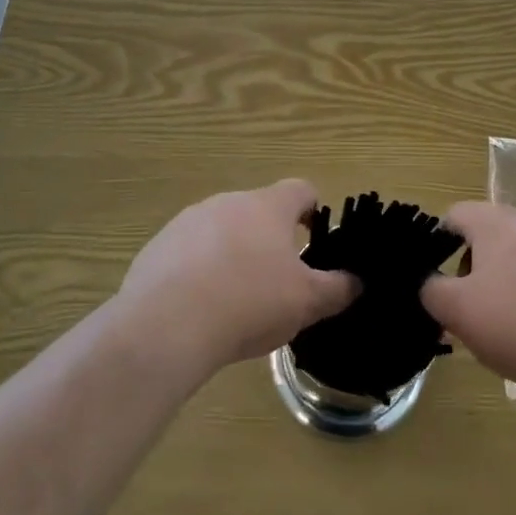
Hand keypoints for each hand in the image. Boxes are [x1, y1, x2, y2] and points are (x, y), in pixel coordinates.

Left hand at [115, 179, 357, 376]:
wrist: (166, 324)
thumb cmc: (250, 302)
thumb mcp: (306, 302)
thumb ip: (337, 289)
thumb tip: (357, 281)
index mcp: (269, 206)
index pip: (301, 190)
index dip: (312, 211)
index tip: (314, 241)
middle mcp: (229, 201)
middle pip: (259, 211)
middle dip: (270, 240)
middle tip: (277, 281)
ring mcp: (189, 220)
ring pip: (222, 230)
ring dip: (232, 253)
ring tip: (234, 299)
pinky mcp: (159, 245)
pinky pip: (188, 252)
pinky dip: (198, 271)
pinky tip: (198, 308)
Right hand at [420, 201, 515, 397]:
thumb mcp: (457, 311)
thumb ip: (430, 290)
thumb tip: (428, 283)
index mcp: (496, 222)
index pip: (453, 215)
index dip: (436, 245)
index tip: (436, 283)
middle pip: (485, 235)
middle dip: (469, 268)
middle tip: (465, 308)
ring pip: (515, 255)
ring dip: (499, 282)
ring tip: (499, 325)